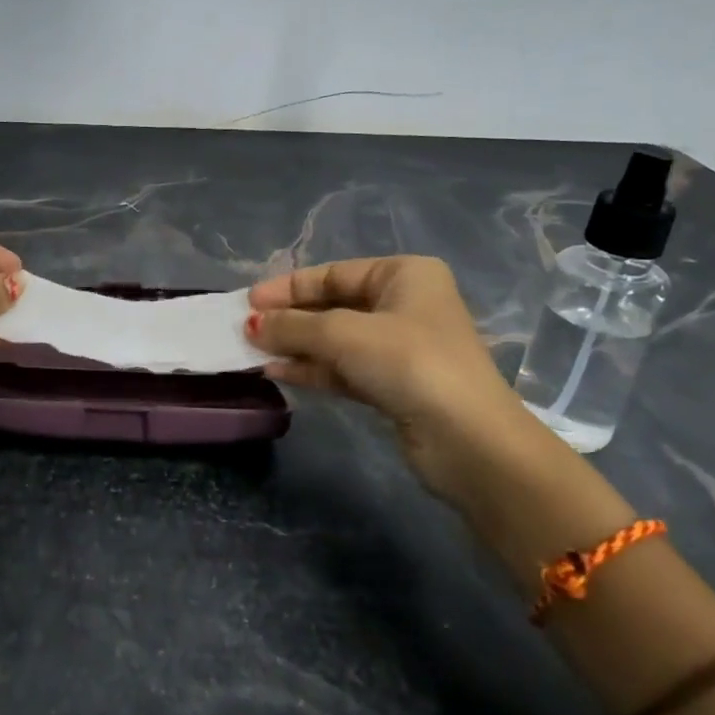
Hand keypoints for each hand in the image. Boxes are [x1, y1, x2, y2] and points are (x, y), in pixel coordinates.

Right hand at [247, 256, 549, 503]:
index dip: (288, 287)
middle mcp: (404, 305)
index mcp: (404, 275)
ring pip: (335, 340)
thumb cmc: (409, 362)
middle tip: (246, 329)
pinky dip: (313, 369)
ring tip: (253, 352)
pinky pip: (343, 369)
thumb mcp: (343, 334)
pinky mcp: (394, 385)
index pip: (333, 273)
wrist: (468, 440)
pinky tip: (278, 372)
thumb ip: (293, 326)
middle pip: (333, 305)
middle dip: (290, 319)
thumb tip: (250, 325)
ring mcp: (401, 348)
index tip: (248, 302)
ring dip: (296, 346)